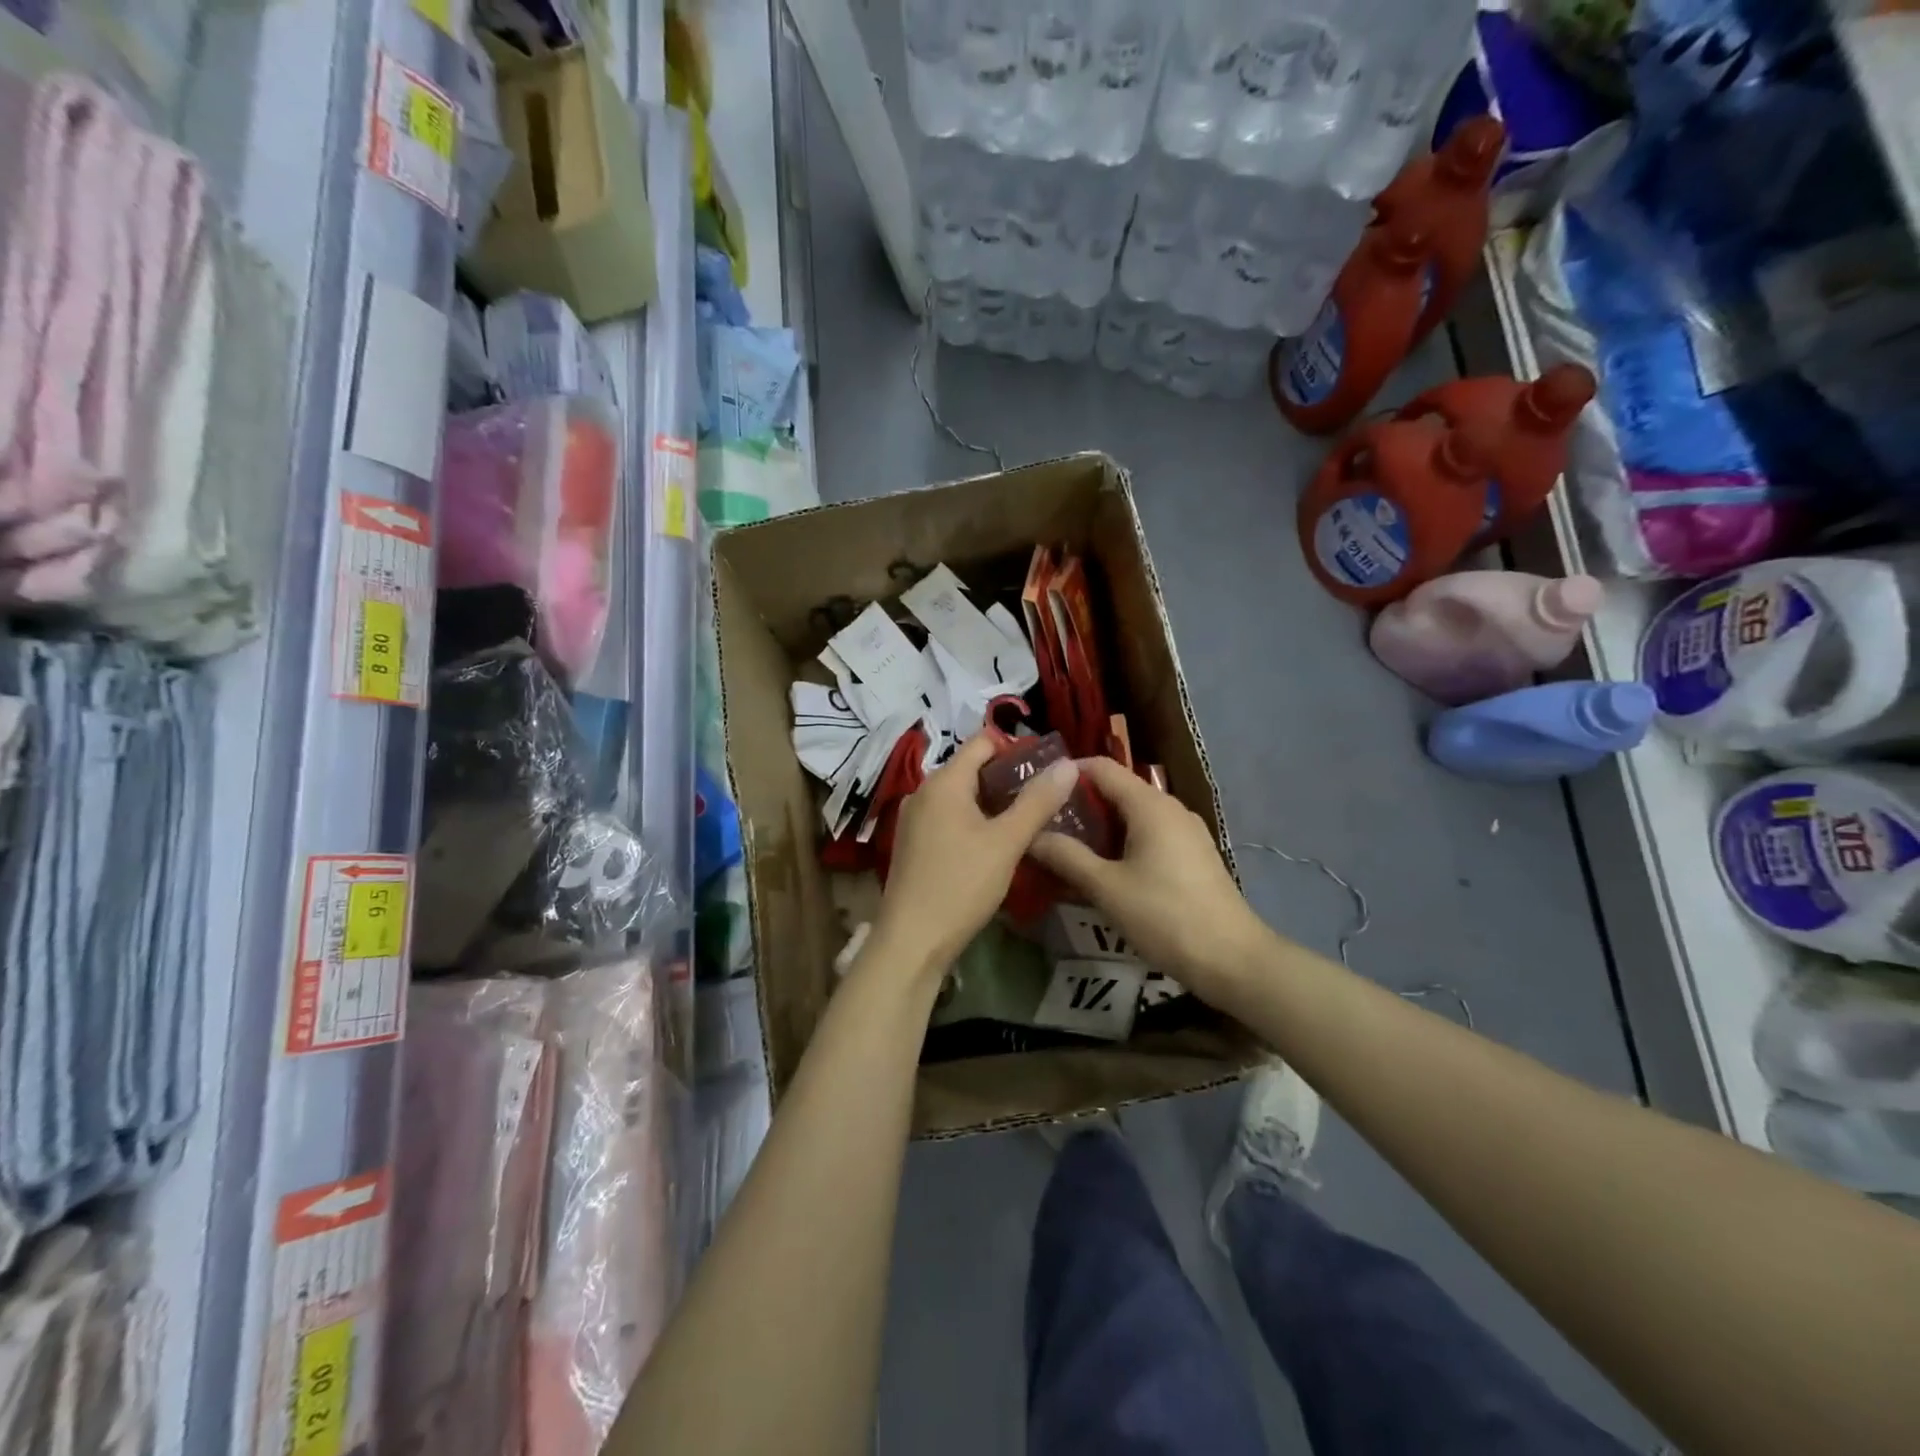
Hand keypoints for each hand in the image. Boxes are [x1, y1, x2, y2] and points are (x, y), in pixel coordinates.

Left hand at [871, 732, 1080, 977]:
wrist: (912, 940)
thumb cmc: (961, 884)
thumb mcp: (1007, 842)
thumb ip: (1038, 801)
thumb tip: (1067, 764)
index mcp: (943, 782)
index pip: (982, 742)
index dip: (1016, 748)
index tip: (1048, 766)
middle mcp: (923, 791)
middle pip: (971, 768)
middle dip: (1008, 778)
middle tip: (1046, 795)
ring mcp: (914, 819)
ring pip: (961, 796)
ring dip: (993, 802)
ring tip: (1029, 819)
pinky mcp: (914, 843)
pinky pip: (949, 817)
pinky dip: (974, 821)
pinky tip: (996, 843)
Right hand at [1029, 757, 1272, 1001]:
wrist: (1232, 959)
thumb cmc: (1165, 916)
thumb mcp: (1106, 888)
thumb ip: (1066, 856)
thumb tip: (1031, 836)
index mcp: (1150, 805)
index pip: (1101, 768)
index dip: (1067, 773)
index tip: (1035, 790)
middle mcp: (1170, 808)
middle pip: (1117, 789)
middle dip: (1079, 802)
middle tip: (1043, 822)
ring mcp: (1186, 832)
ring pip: (1133, 814)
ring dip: (1099, 825)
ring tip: (1065, 846)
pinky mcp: (1193, 855)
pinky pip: (1149, 834)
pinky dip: (1121, 841)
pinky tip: (1103, 868)